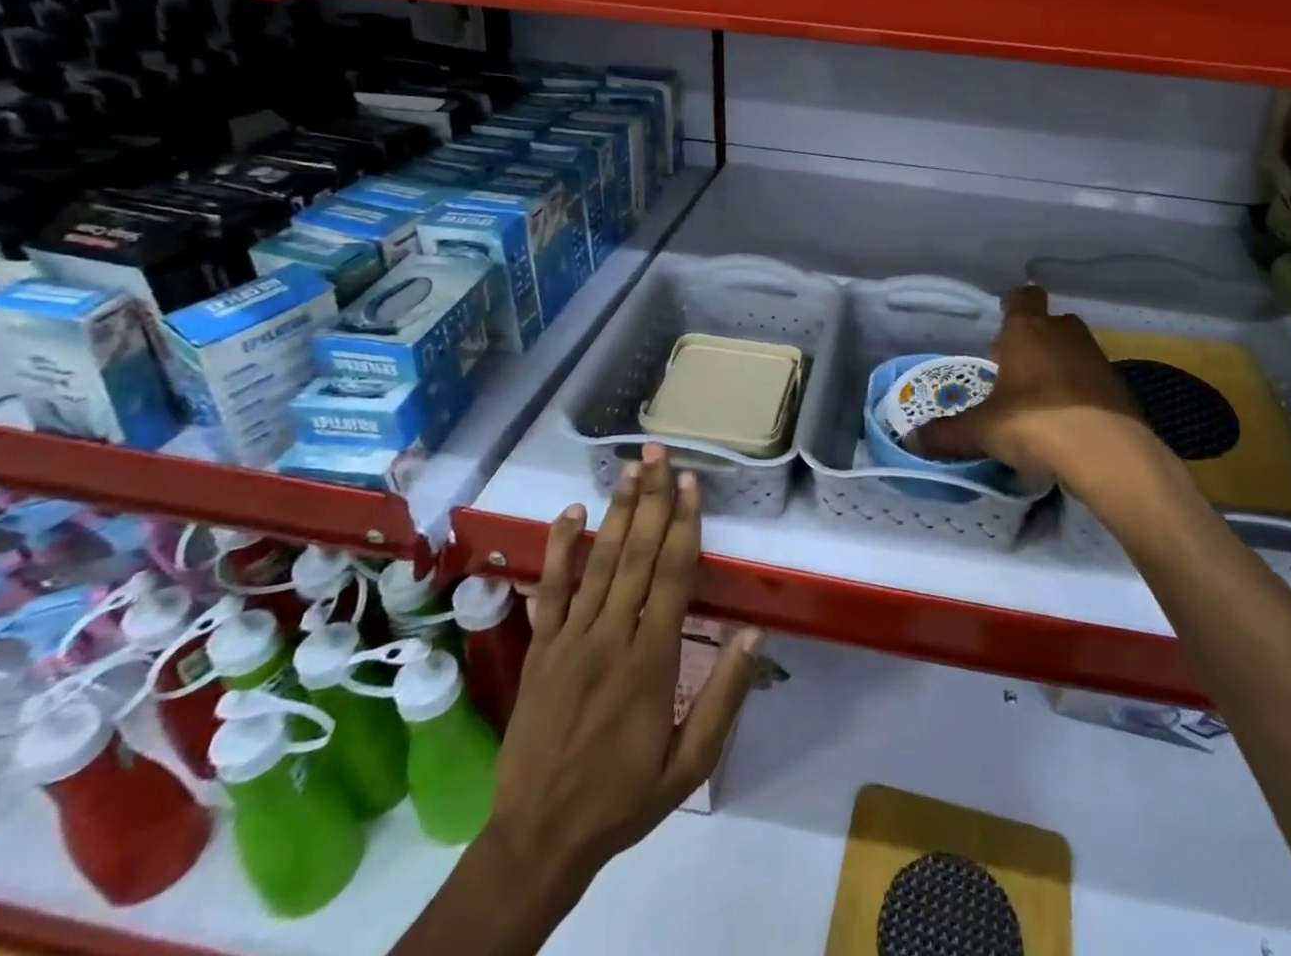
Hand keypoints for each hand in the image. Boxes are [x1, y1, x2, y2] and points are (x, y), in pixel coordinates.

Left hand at [483, 447, 760, 908]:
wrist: (538, 838)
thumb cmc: (624, 799)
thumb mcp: (690, 763)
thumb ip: (723, 696)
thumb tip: (752, 633)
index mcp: (651, 660)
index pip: (670, 576)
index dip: (683, 524)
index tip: (689, 482)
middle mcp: (610, 637)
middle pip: (635, 554)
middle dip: (651, 499)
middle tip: (657, 452)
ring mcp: (569, 640)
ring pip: (598, 562)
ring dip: (616, 511)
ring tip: (628, 468)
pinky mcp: (540, 650)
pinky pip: (551, 590)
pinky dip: (561, 549)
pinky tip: (571, 513)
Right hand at [910, 285, 1145, 493]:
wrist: (1109, 455)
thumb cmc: (1036, 424)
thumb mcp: (983, 431)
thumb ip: (947, 433)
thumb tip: (912, 439)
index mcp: (1027, 331)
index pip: (1022, 296)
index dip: (1011, 306)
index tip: (1000, 325)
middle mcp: (1064, 333)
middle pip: (1048, 323)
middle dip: (1032, 340)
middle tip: (1011, 369)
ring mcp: (1097, 357)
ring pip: (1072, 349)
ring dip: (1057, 365)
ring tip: (1037, 398)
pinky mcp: (1119, 385)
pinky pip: (1091, 378)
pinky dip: (1080, 391)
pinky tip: (1067, 420)